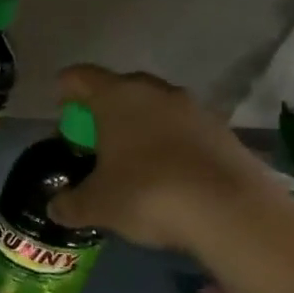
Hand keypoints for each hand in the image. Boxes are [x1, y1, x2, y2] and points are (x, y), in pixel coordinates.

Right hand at [47, 64, 288, 254]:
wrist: (237, 215)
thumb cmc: (148, 194)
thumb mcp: (96, 205)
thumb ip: (70, 203)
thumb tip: (56, 207)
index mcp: (117, 97)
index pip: (79, 77)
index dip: (65, 92)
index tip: (61, 114)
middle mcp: (157, 93)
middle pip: (121, 88)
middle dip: (104, 109)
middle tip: (93, 137)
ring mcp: (197, 111)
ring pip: (157, 108)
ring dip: (141, 126)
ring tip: (130, 158)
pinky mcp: (226, 135)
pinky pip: (185, 131)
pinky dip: (171, 145)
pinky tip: (166, 175)